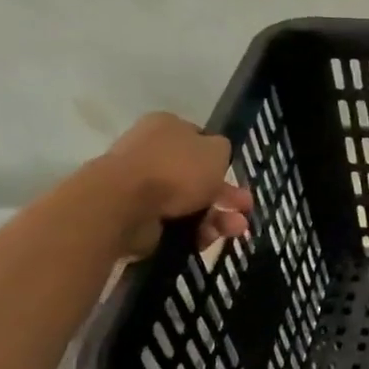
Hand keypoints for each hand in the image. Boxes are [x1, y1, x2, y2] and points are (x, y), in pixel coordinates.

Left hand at [97, 112, 252, 257]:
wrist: (124, 203)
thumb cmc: (175, 169)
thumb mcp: (216, 151)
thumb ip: (223, 150)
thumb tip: (217, 156)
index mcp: (168, 128)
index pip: (200, 141)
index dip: (222, 162)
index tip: (238, 180)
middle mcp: (152, 153)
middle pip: (197, 177)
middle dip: (226, 196)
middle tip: (244, 210)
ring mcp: (142, 186)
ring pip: (189, 203)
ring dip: (216, 217)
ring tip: (234, 231)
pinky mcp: (136, 215)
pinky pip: (173, 224)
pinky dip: (193, 232)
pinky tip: (206, 240)